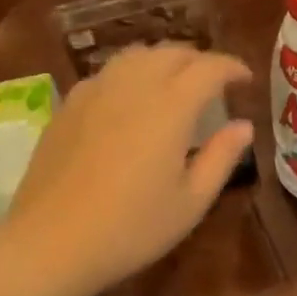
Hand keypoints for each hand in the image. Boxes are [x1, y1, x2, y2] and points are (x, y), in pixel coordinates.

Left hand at [6, 44, 252, 295]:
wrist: (51, 242)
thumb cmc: (131, 228)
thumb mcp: (191, 201)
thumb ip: (221, 157)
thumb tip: (244, 126)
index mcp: (170, 105)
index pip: (209, 68)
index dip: (232, 67)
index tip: (245, 79)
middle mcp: (133, 85)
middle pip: (172, 53)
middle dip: (200, 60)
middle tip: (215, 82)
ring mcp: (95, 91)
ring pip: (136, 55)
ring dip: (164, 61)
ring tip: (174, 83)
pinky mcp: (68, 104)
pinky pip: (108, 73)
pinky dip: (131, 74)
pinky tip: (131, 100)